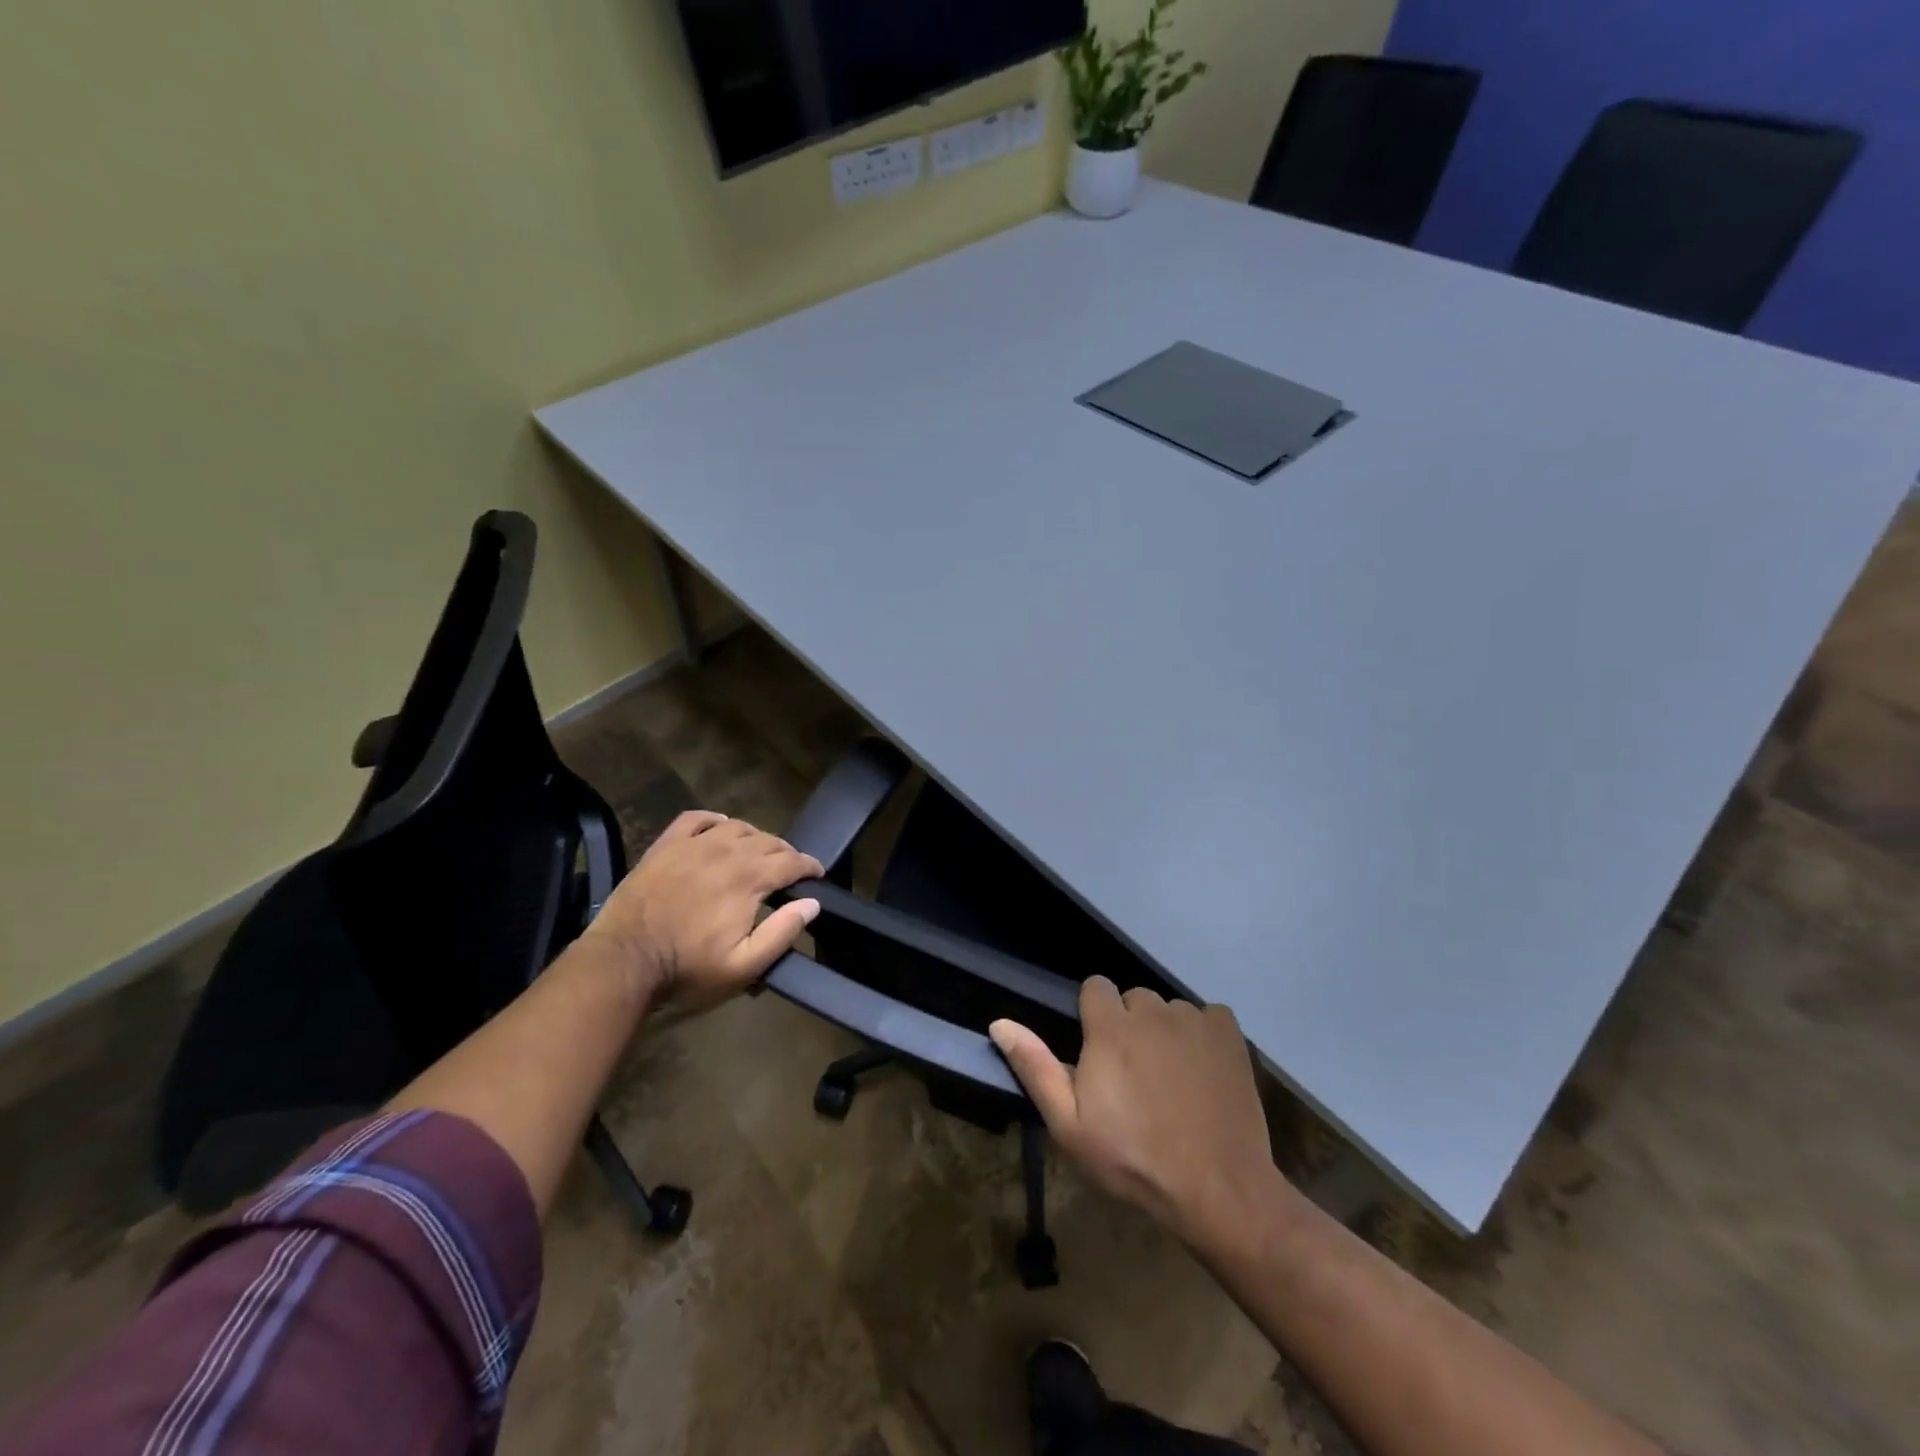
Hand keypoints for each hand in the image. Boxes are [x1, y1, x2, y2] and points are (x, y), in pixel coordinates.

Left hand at [583, 810, 822, 1014]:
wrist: (623, 961)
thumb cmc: (687, 968)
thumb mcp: (743, 966)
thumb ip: (782, 933)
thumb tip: (812, 903)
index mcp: (748, 879)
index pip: (791, 861)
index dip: (809, 865)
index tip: (817, 874)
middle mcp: (725, 851)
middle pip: (768, 840)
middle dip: (785, 853)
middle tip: (790, 869)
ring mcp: (693, 844)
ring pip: (736, 826)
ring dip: (755, 837)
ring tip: (758, 852)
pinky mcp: (666, 845)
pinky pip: (696, 818)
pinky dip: (714, 819)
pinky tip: (719, 826)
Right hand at [990, 978, 1285, 1253]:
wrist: (1217, 1189)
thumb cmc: (1133, 1160)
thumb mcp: (1070, 1125)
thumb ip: (1035, 1067)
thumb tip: (1000, 1023)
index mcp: (1110, 1027)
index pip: (1095, 986)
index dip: (1094, 1016)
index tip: (1098, 1052)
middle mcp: (1152, 1011)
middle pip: (1133, 998)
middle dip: (1129, 1025)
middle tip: (1134, 1075)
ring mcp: (1194, 1020)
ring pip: (1170, 1009)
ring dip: (1165, 1032)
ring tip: (1172, 1080)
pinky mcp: (1229, 1034)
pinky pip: (1208, 1016)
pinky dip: (1203, 1035)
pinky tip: (1204, 1071)